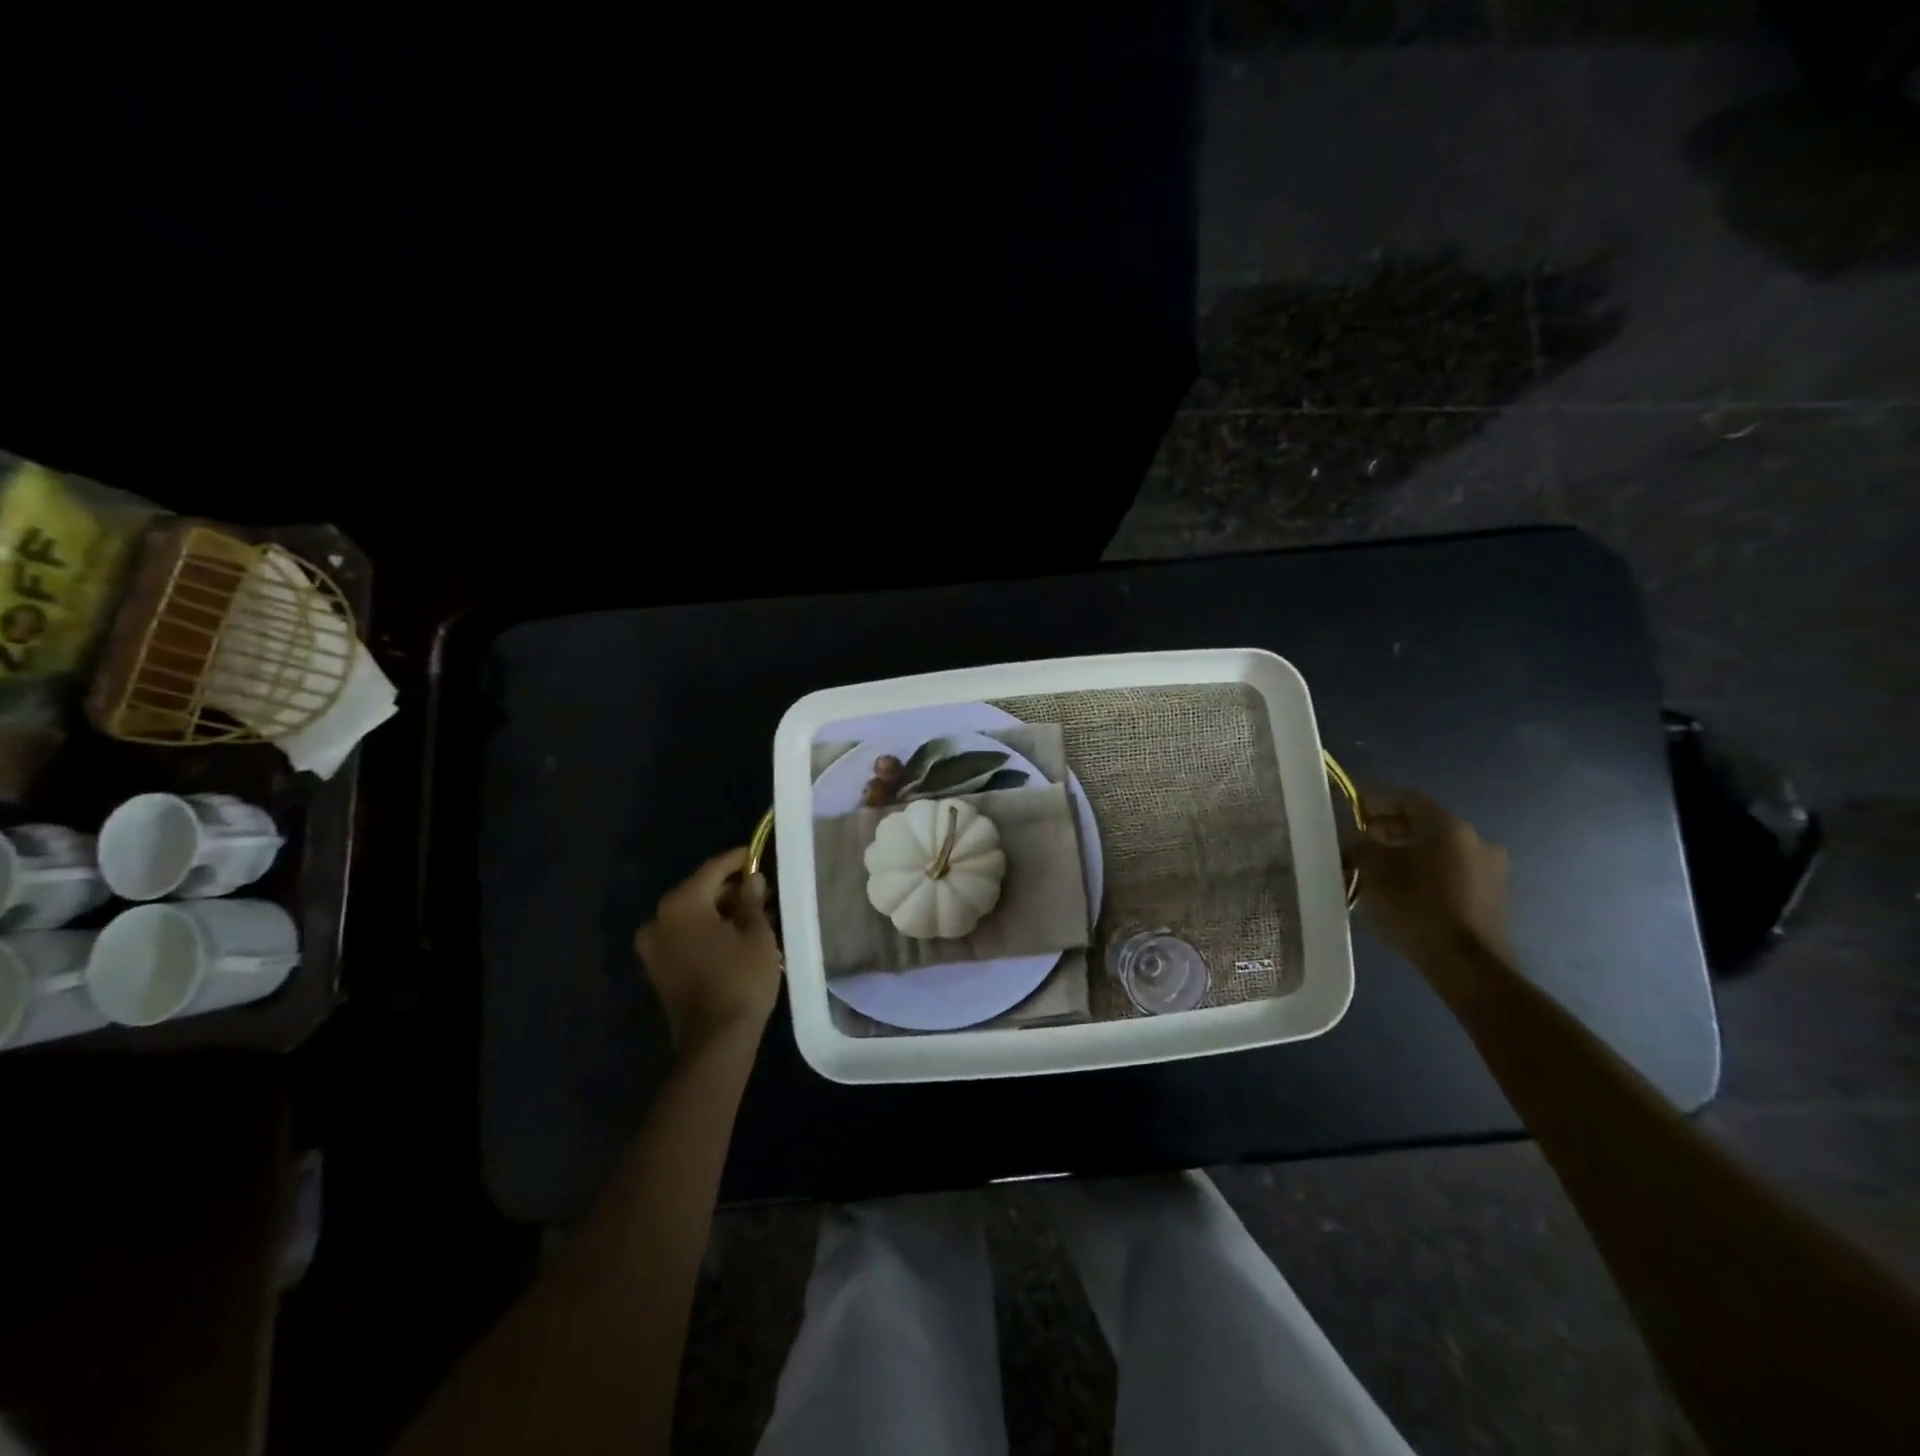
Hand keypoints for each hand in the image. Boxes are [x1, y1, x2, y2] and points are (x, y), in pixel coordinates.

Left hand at [635, 848, 782, 1053]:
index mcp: (681, 903)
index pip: (713, 869)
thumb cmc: (740, 977)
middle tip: (763, 889)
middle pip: (700, 892)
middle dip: (731, 889)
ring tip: (755, 913)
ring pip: (693, 916)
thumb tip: (751, 880)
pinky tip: (737, 935)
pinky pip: (686, 937)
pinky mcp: (659, 970)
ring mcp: (654, 947)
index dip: (739, 859)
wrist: (716, 1040)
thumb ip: (751, 900)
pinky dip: (709, 931)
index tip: (758, 852)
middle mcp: (659, 919)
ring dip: (721, 912)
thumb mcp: (756, 932)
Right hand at [1352, 788, 1513, 971]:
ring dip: (1408, 852)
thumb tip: (1354, 839)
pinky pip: (1452, 870)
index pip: (1405, 798)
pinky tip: (1406, 890)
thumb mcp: (1373, 872)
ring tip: (1380, 871)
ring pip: (1438, 848)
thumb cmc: (1416, 907)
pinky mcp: (1493, 894)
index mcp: (1447, 825)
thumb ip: (1359, 846)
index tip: (1351, 813)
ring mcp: (1490, 867)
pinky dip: (1427, 872)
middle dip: (1389, 830)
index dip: (1374, 802)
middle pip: (1423, 822)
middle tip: (1361, 844)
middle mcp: (1474, 838)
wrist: (1467, 965)